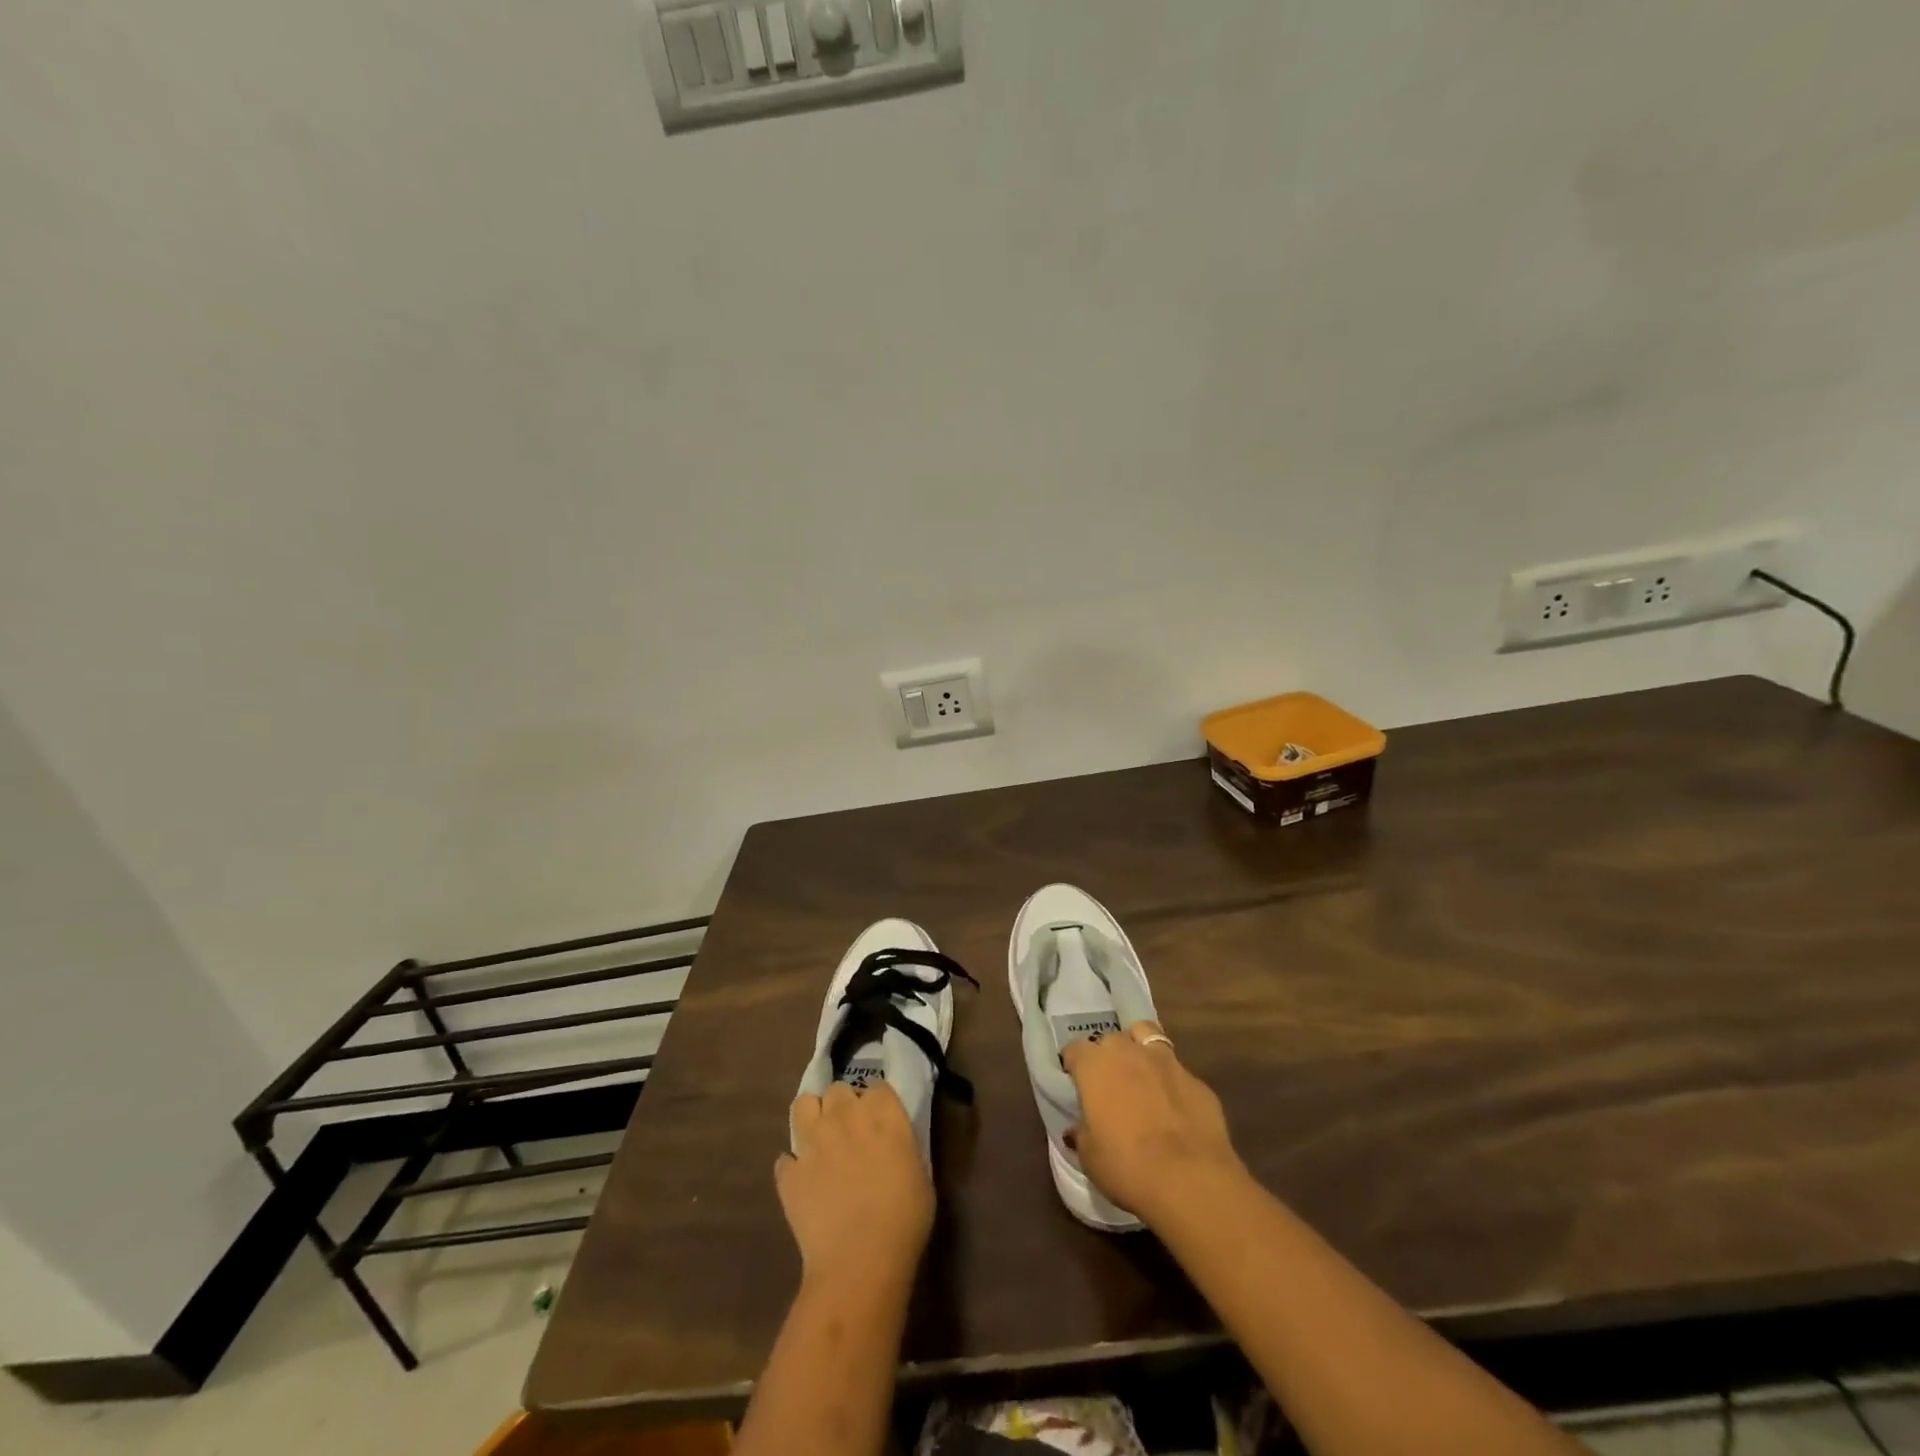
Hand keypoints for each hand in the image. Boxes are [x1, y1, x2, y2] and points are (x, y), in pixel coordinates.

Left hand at [777, 1083, 933, 1289]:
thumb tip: (892, 1144)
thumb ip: (903, 1147)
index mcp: (883, 1113)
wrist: (860, 1261)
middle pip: (838, 1089)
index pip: (878, 1087)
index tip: (881, 1122)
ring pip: (804, 1104)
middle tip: (851, 1132)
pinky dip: (794, 1166)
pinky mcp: (789, 1171)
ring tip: (821, 1140)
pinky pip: (786, 1158)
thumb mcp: (921, 1174)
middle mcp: (845, 1115)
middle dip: (844, 1106)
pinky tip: (804, 1182)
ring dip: (813, 1117)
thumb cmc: (904, 1220)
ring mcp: (812, 1141)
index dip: (878, 1104)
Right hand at [1062, 1022, 1246, 1225]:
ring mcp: (1167, 1062)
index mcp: (1095, 1065)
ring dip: (1141, 1053)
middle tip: (1110, 1085)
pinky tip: (1174, 1109)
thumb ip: (1082, 1132)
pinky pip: (1178, 1072)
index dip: (1074, 1065)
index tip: (1076, 1084)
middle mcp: (1129, 1052)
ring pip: (1148, 1038)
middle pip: (1113, 1040)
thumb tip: (1078, 1127)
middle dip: (1109, 1056)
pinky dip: (1171, 1083)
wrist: (1191, 1180)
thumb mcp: (1089, 1156)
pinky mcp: (1198, 1081)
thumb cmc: (1127, 1166)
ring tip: (1142, 1079)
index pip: (1075, 1049)